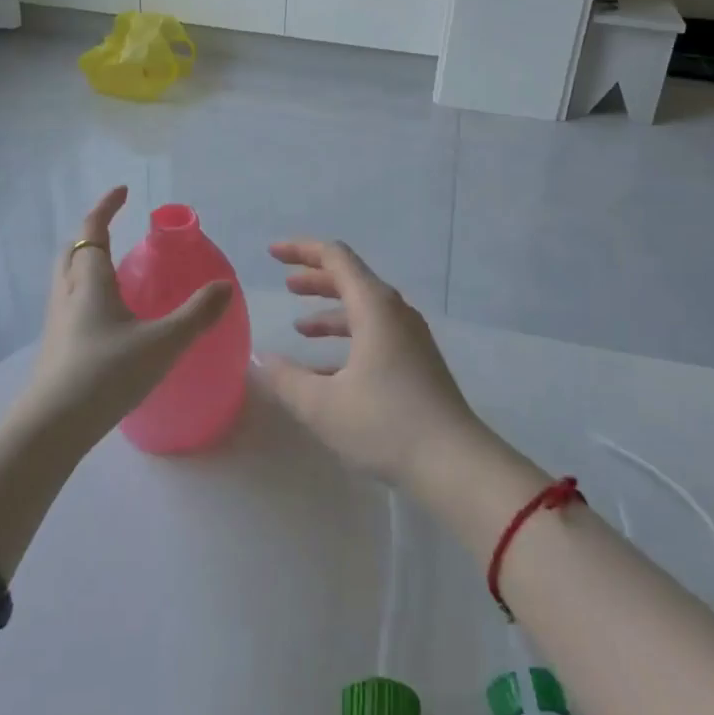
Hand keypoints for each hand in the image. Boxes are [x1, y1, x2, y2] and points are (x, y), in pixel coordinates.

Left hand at [18, 186, 232, 443]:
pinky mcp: (56, 349)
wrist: (52, 429)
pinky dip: (87, 295)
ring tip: (117, 274)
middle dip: (91, 235)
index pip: (92, 230)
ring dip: (86, 265)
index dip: (106, 207)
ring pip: (67, 280)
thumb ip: (197, 314)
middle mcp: (68, 295)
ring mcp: (57, 323)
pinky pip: (70, 306)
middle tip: (115, 231)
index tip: (122, 191)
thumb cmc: (106, 374)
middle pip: (72, 252)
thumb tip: (225, 286)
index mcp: (89, 282)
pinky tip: (109, 320)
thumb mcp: (162, 343)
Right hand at [257, 240, 483, 488]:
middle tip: (285, 284)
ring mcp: (411, 337)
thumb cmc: (385, 424)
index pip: (335, 257)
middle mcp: (395, 312)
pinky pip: (376, 334)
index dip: (301, 250)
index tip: (272, 254)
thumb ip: (285, 378)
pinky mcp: (418, 362)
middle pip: (351, 279)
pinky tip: (327, 369)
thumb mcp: (322, 404)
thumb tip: (259, 357)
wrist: (454, 464)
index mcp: (374, 307)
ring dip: (330, 312)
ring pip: (364, 309)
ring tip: (299, 328)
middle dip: (315, 279)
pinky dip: (348, 338)